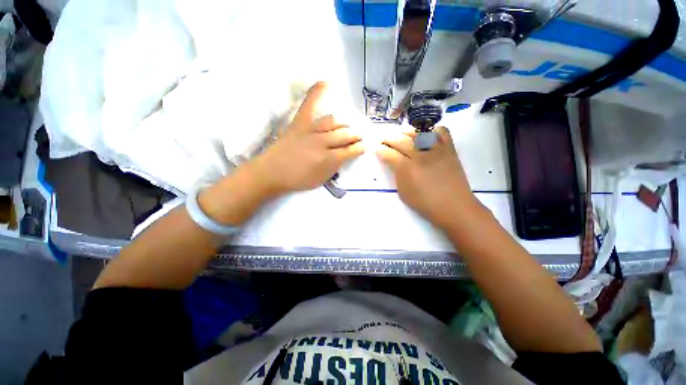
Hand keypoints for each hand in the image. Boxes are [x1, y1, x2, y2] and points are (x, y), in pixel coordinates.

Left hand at [252, 82, 364, 195]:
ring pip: (333, 121)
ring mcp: (310, 130)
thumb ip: (335, 167)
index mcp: (328, 159)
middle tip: (361, 135)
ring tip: (349, 124)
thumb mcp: (321, 179)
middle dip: (355, 135)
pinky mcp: (299, 122)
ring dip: (345, 123)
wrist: (272, 172)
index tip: (365, 146)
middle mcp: (322, 142)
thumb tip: (344, 156)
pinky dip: (318, 92)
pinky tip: (326, 82)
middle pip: (344, 135)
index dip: (359, 148)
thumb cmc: (298, 179)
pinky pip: (309, 104)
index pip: (350, 151)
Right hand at [377, 127, 482, 228]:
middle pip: (401, 141)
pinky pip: (442, 133)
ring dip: (407, 132)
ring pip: (419, 133)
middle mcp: (420, 155)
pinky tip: (427, 135)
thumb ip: (397, 175)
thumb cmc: (425, 204)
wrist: (453, 207)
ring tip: (401, 134)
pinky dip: (433, 130)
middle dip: (389, 139)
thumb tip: (394, 164)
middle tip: (383, 139)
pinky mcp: (449, 150)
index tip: (375, 148)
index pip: (389, 153)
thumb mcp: (403, 193)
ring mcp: (436, 150)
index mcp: (407, 168)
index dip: (380, 150)